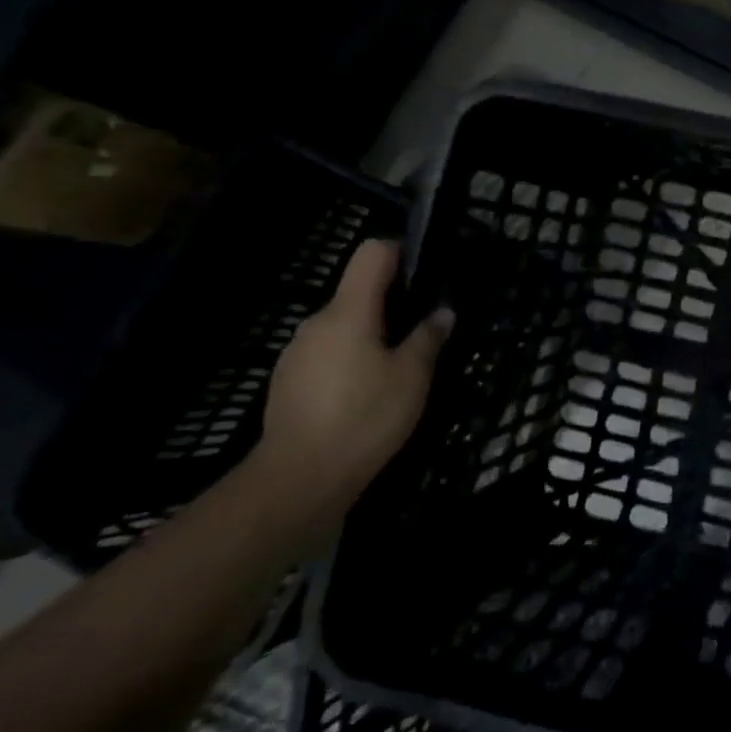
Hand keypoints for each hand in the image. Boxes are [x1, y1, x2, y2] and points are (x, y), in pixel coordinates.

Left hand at [245, 239, 451, 542]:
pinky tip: (369, 393)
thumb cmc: (365, 416)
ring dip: (372, 336)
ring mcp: (297, 353)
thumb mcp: (413, 375)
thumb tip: (442, 312)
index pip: (371, 254)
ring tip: (400, 368)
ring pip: (344, 327)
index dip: (401, 251)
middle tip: (424, 331)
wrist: (299, 480)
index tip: (425, 271)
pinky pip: (328, 355)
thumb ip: (429, 337)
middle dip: (392, 303)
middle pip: (358, 293)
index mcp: (348, 311)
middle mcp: (317, 323)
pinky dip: (352, 361)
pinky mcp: (288, 382)